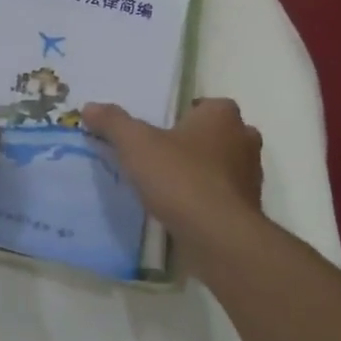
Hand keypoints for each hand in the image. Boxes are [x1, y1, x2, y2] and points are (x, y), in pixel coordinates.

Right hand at [82, 97, 262, 248]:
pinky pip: (223, 195)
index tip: (158, 132)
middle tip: (162, 156)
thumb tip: (89, 106)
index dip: (182, 116)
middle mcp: (244, 139)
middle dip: (193, 143)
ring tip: (168, 186)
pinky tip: (182, 210)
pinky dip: (206, 199)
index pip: (204, 105)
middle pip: (216, 135)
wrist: (218, 236)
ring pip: (222, 165)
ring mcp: (251, 175)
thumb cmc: (180, 177)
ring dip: (201, 172)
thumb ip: (113, 122)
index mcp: (223, 115)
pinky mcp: (249, 208)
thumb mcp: (136, 144)